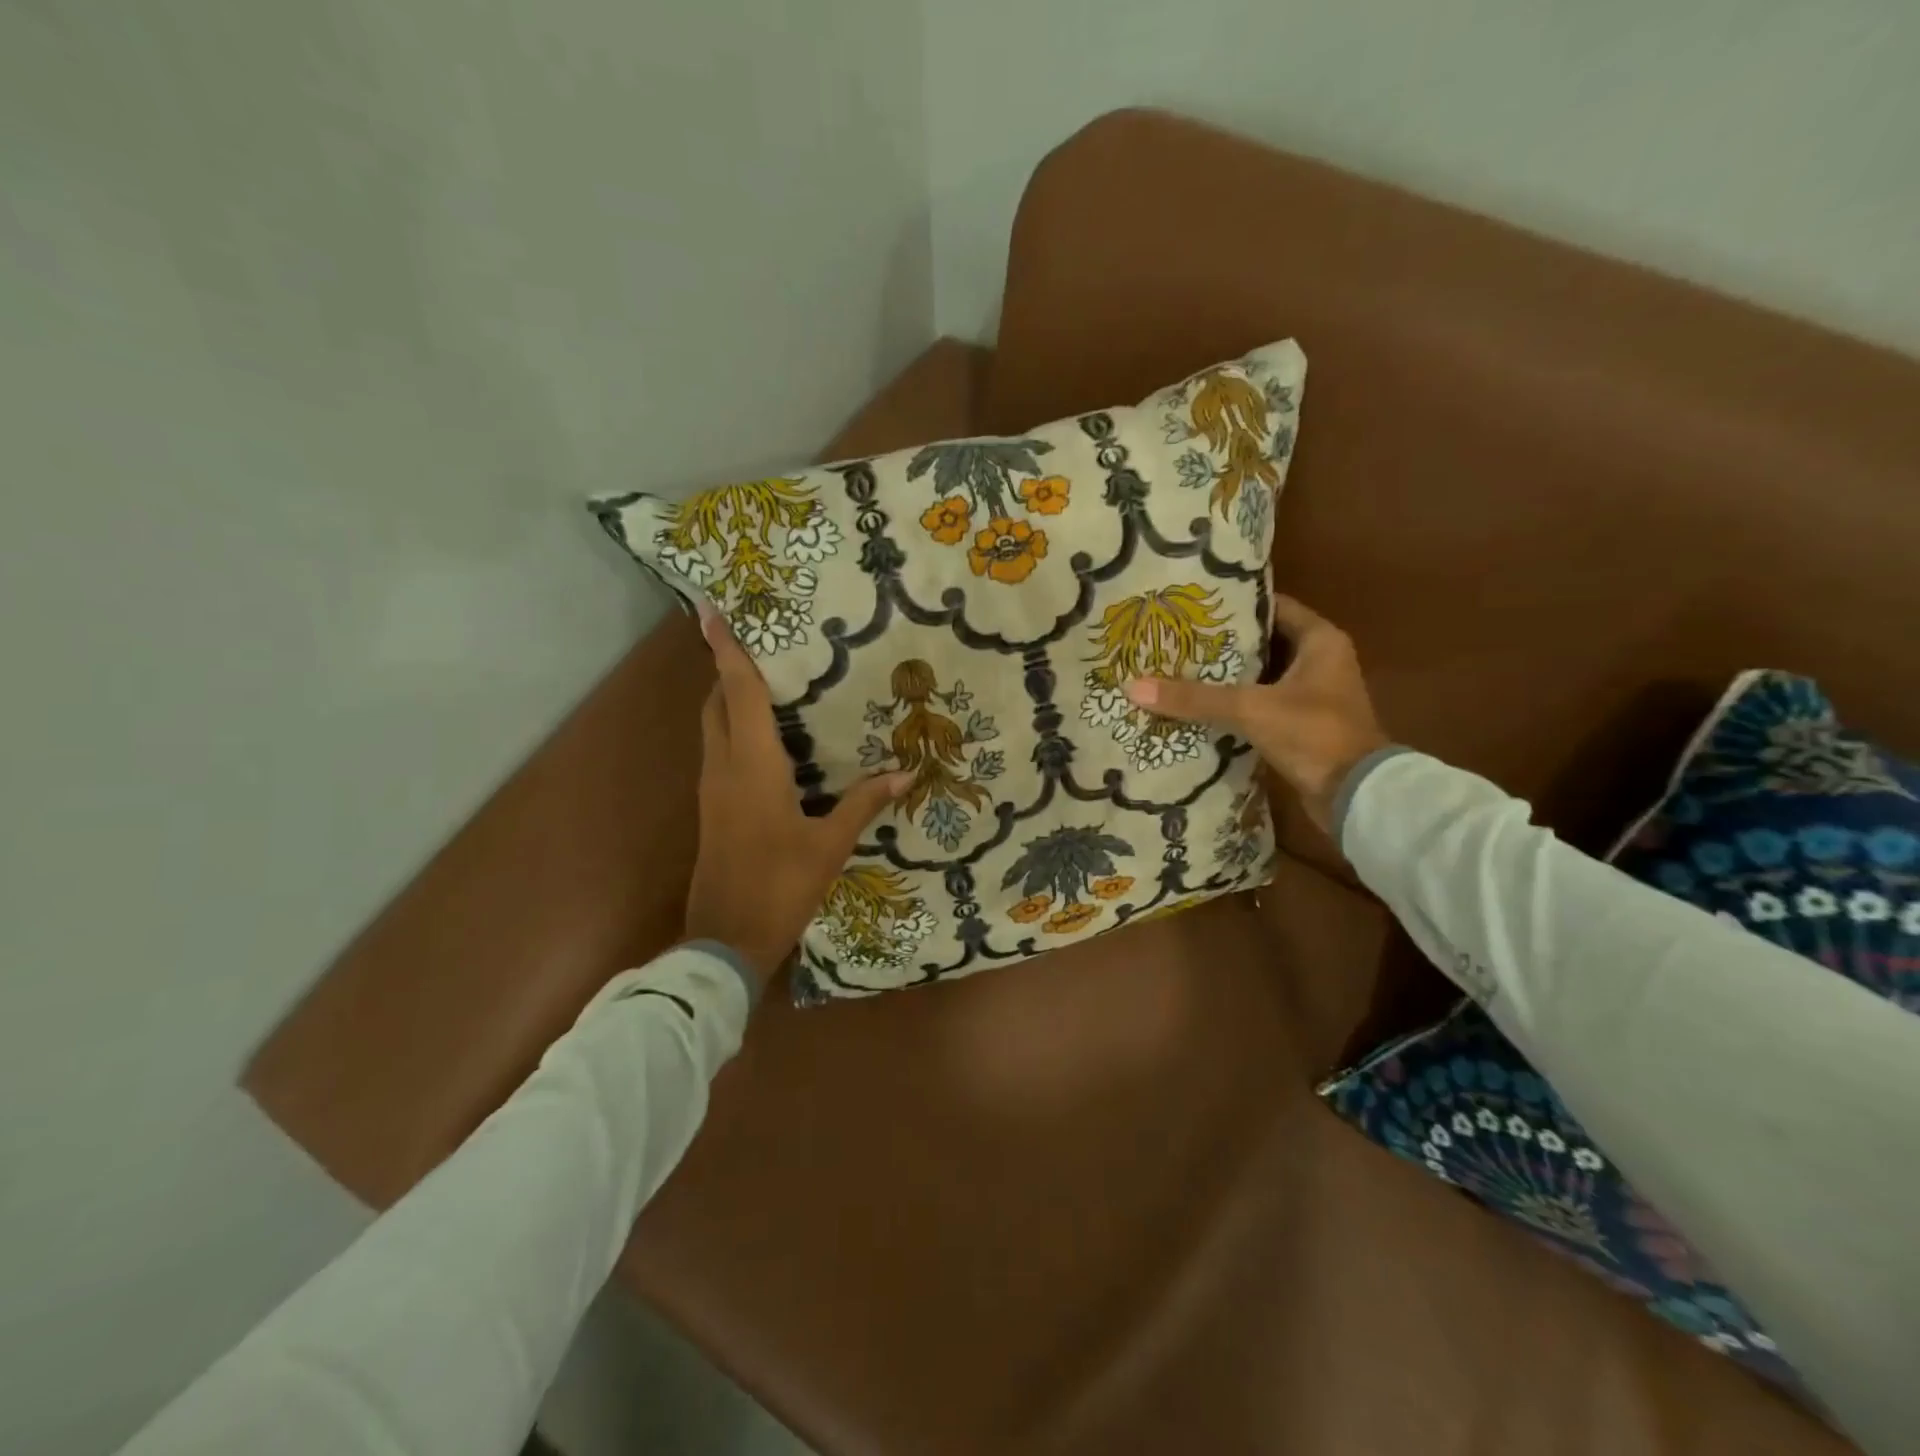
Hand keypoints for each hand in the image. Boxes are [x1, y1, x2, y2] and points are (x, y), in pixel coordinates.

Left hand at [685, 604, 912, 988]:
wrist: (725, 940)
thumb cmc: (779, 886)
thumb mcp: (829, 845)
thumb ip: (863, 804)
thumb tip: (906, 775)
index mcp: (752, 766)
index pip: (738, 693)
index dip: (727, 650)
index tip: (711, 611)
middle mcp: (724, 768)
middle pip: (717, 703)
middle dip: (729, 668)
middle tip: (760, 644)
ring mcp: (712, 789)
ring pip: (713, 726)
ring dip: (729, 697)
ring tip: (767, 679)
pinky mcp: (711, 808)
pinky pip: (719, 750)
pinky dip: (734, 727)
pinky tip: (766, 737)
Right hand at [1123, 595, 1387, 835]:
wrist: (1355, 796)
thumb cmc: (1313, 734)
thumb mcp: (1250, 709)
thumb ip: (1194, 697)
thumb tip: (1133, 686)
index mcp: (1320, 641)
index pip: (1272, 607)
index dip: (1234, 605)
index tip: (1192, 606)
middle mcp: (1320, 662)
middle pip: (1262, 643)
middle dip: (1220, 644)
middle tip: (1174, 640)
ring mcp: (1312, 697)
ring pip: (1259, 677)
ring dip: (1224, 678)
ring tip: (1176, 671)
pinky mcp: (1301, 727)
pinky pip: (1260, 706)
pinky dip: (1233, 706)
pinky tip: (1197, 708)